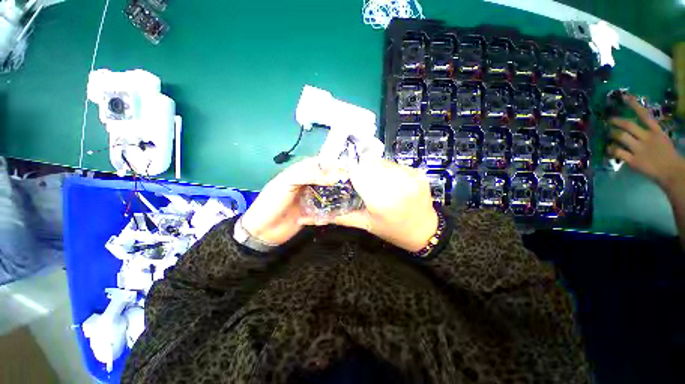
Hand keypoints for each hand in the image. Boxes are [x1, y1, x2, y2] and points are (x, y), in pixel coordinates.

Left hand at [241, 158, 345, 245]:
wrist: (263, 231)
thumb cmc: (272, 203)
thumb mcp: (286, 183)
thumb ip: (308, 176)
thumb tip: (333, 177)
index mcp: (298, 173)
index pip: (318, 164)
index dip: (331, 164)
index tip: (347, 167)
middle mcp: (307, 184)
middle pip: (326, 177)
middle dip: (338, 178)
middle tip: (353, 181)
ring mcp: (311, 198)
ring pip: (328, 191)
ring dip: (338, 192)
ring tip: (352, 192)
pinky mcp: (314, 211)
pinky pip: (327, 206)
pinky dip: (334, 206)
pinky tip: (343, 206)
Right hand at [300, 159, 437, 251]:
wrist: (425, 231)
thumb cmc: (392, 231)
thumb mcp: (364, 224)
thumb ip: (339, 216)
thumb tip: (312, 215)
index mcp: (382, 200)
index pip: (358, 172)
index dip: (347, 171)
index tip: (342, 175)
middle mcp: (398, 184)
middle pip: (369, 164)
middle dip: (360, 169)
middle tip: (357, 179)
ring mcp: (411, 176)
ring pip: (382, 162)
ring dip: (373, 168)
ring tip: (372, 180)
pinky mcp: (418, 172)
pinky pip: (395, 165)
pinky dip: (386, 169)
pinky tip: (386, 180)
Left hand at [608, 95, 684, 188]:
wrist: (671, 172)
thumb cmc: (666, 154)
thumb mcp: (661, 139)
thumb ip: (649, 132)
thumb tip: (636, 127)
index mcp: (656, 131)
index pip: (645, 115)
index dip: (634, 105)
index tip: (624, 97)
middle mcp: (647, 138)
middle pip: (628, 125)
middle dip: (616, 121)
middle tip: (609, 120)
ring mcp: (639, 149)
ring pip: (621, 137)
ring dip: (612, 134)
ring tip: (608, 134)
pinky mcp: (633, 160)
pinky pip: (617, 152)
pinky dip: (611, 149)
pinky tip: (609, 149)